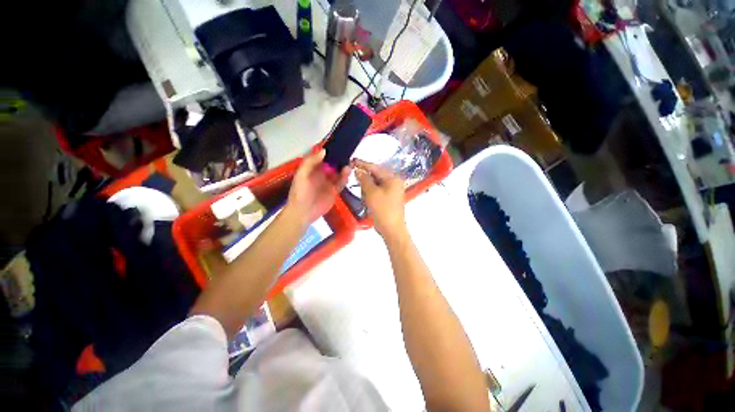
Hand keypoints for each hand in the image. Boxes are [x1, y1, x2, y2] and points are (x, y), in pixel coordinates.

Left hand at [287, 149, 348, 224]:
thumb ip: (311, 162)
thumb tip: (324, 151)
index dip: (329, 152)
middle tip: (347, 154)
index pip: (322, 158)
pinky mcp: (334, 191)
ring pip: (338, 173)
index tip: (338, 146)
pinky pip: (341, 183)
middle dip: (339, 160)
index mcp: (312, 169)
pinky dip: (345, 178)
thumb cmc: (300, 192)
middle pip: (332, 165)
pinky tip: (347, 173)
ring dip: (343, 168)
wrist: (303, 212)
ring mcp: (329, 183)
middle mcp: (321, 174)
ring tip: (348, 163)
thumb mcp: (302, 175)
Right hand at [353, 159, 406, 240]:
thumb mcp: (371, 192)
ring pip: (375, 184)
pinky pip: (377, 192)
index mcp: (392, 178)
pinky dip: (371, 194)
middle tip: (356, 182)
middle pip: (376, 176)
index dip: (363, 164)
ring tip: (365, 198)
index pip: (375, 168)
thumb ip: (364, 179)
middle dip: (365, 180)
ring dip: (367, 189)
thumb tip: (358, 170)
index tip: (352, 161)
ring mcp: (392, 191)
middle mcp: (394, 182)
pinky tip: (367, 200)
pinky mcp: (389, 198)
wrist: (392, 229)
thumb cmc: (382, 209)